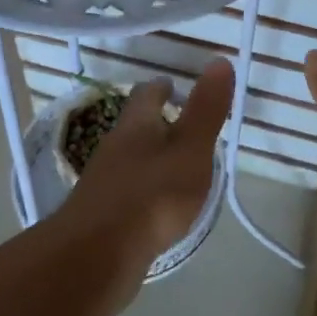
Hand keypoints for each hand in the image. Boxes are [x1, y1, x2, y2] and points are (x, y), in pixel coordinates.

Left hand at [55, 61, 233, 306]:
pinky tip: (154, 205)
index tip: (173, 85)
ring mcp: (103, 183)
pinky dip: (142, 189)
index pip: (146, 95)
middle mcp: (114, 147)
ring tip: (172, 164)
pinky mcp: (100, 215)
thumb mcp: (190, 149)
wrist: (97, 255)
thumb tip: (219, 60)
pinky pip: (125, 191)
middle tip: (178, 123)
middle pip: (134, 126)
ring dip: (148, 156)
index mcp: (136, 127)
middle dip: (154, 122)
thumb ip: (206, 109)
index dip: (161, 87)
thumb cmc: (152, 195)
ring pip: (128, 159)